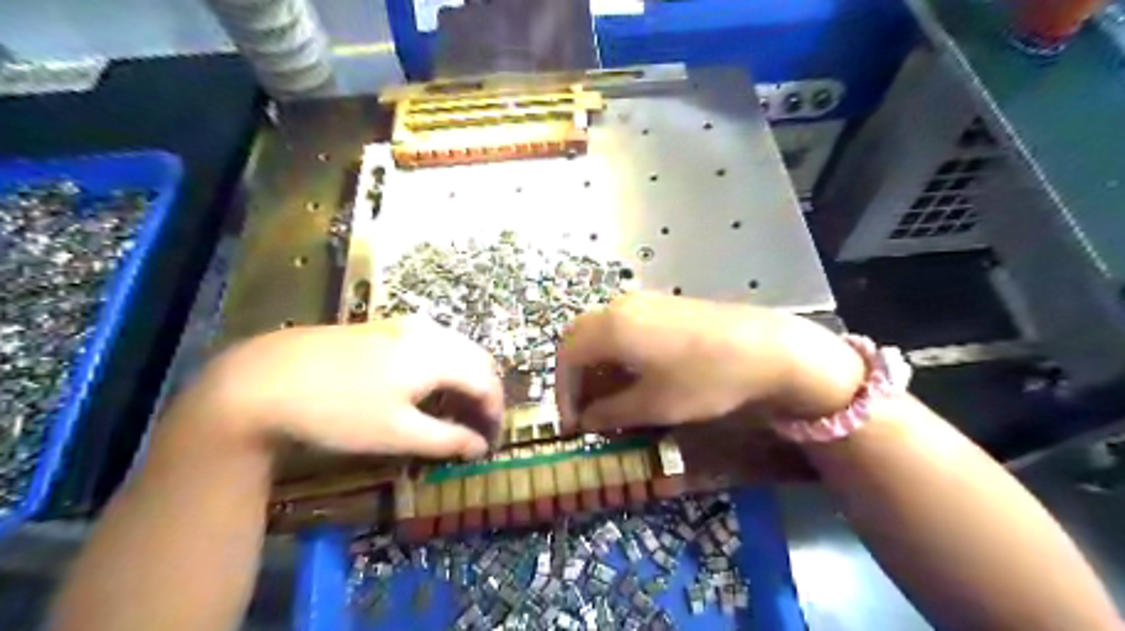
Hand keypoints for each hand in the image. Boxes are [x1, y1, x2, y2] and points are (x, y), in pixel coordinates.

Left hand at [181, 320, 504, 457]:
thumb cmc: (338, 411)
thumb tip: (480, 447)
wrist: (263, 379)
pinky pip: (433, 342)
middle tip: (477, 426)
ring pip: (456, 347)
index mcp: (438, 356)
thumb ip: (446, 439)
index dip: (495, 413)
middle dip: (485, 392)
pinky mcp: (383, 326)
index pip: (487, 382)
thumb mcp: (396, 434)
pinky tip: (427, 385)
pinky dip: (444, 364)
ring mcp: (405, 324)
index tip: (490, 441)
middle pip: (477, 359)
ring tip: (456, 408)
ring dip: (466, 376)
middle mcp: (429, 332)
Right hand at [552, 293, 862, 430]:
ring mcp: (643, 302)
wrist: (766, 347)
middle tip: (586, 409)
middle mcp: (620, 307)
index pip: (566, 357)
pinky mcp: (664, 304)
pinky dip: (617, 352)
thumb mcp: (653, 405)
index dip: (563, 393)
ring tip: (611, 397)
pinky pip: (625, 326)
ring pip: (602, 331)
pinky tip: (636, 375)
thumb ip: (610, 413)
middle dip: (576, 376)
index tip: (573, 424)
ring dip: (597, 364)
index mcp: (610, 328)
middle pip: (579, 339)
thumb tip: (587, 421)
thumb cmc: (703, 379)